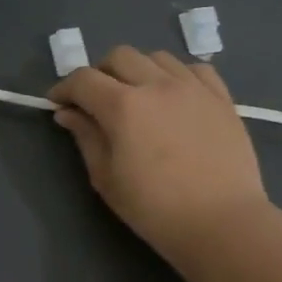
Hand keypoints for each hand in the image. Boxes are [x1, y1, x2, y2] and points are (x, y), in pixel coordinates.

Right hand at [50, 48, 268, 258]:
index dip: (64, 88)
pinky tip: (175, 96)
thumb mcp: (106, 178)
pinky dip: (177, 75)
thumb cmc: (155, 208)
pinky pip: (195, 69)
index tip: (58, 104)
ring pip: (156, 57)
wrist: (223, 224)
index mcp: (123, 106)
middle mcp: (157, 85)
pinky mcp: (222, 98)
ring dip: (138, 70)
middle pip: (119, 56)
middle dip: (100, 74)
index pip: (83, 79)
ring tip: (138, 96)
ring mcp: (193, 88)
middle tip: (97, 100)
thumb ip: (86, 137)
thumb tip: (68, 113)